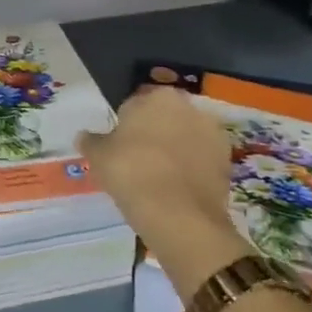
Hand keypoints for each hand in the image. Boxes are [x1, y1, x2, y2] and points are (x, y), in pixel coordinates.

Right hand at [78, 85, 250, 300]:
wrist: (177, 214)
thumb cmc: (130, 172)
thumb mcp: (98, 156)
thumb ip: (91, 141)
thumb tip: (84, 136)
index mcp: (156, 97)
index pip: (135, 104)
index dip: (126, 125)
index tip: (119, 146)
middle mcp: (188, 106)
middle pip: (165, 117)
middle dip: (154, 132)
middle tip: (138, 160)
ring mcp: (212, 133)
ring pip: (186, 137)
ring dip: (176, 149)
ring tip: (159, 177)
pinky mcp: (227, 160)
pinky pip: (202, 158)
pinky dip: (192, 167)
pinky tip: (177, 187)